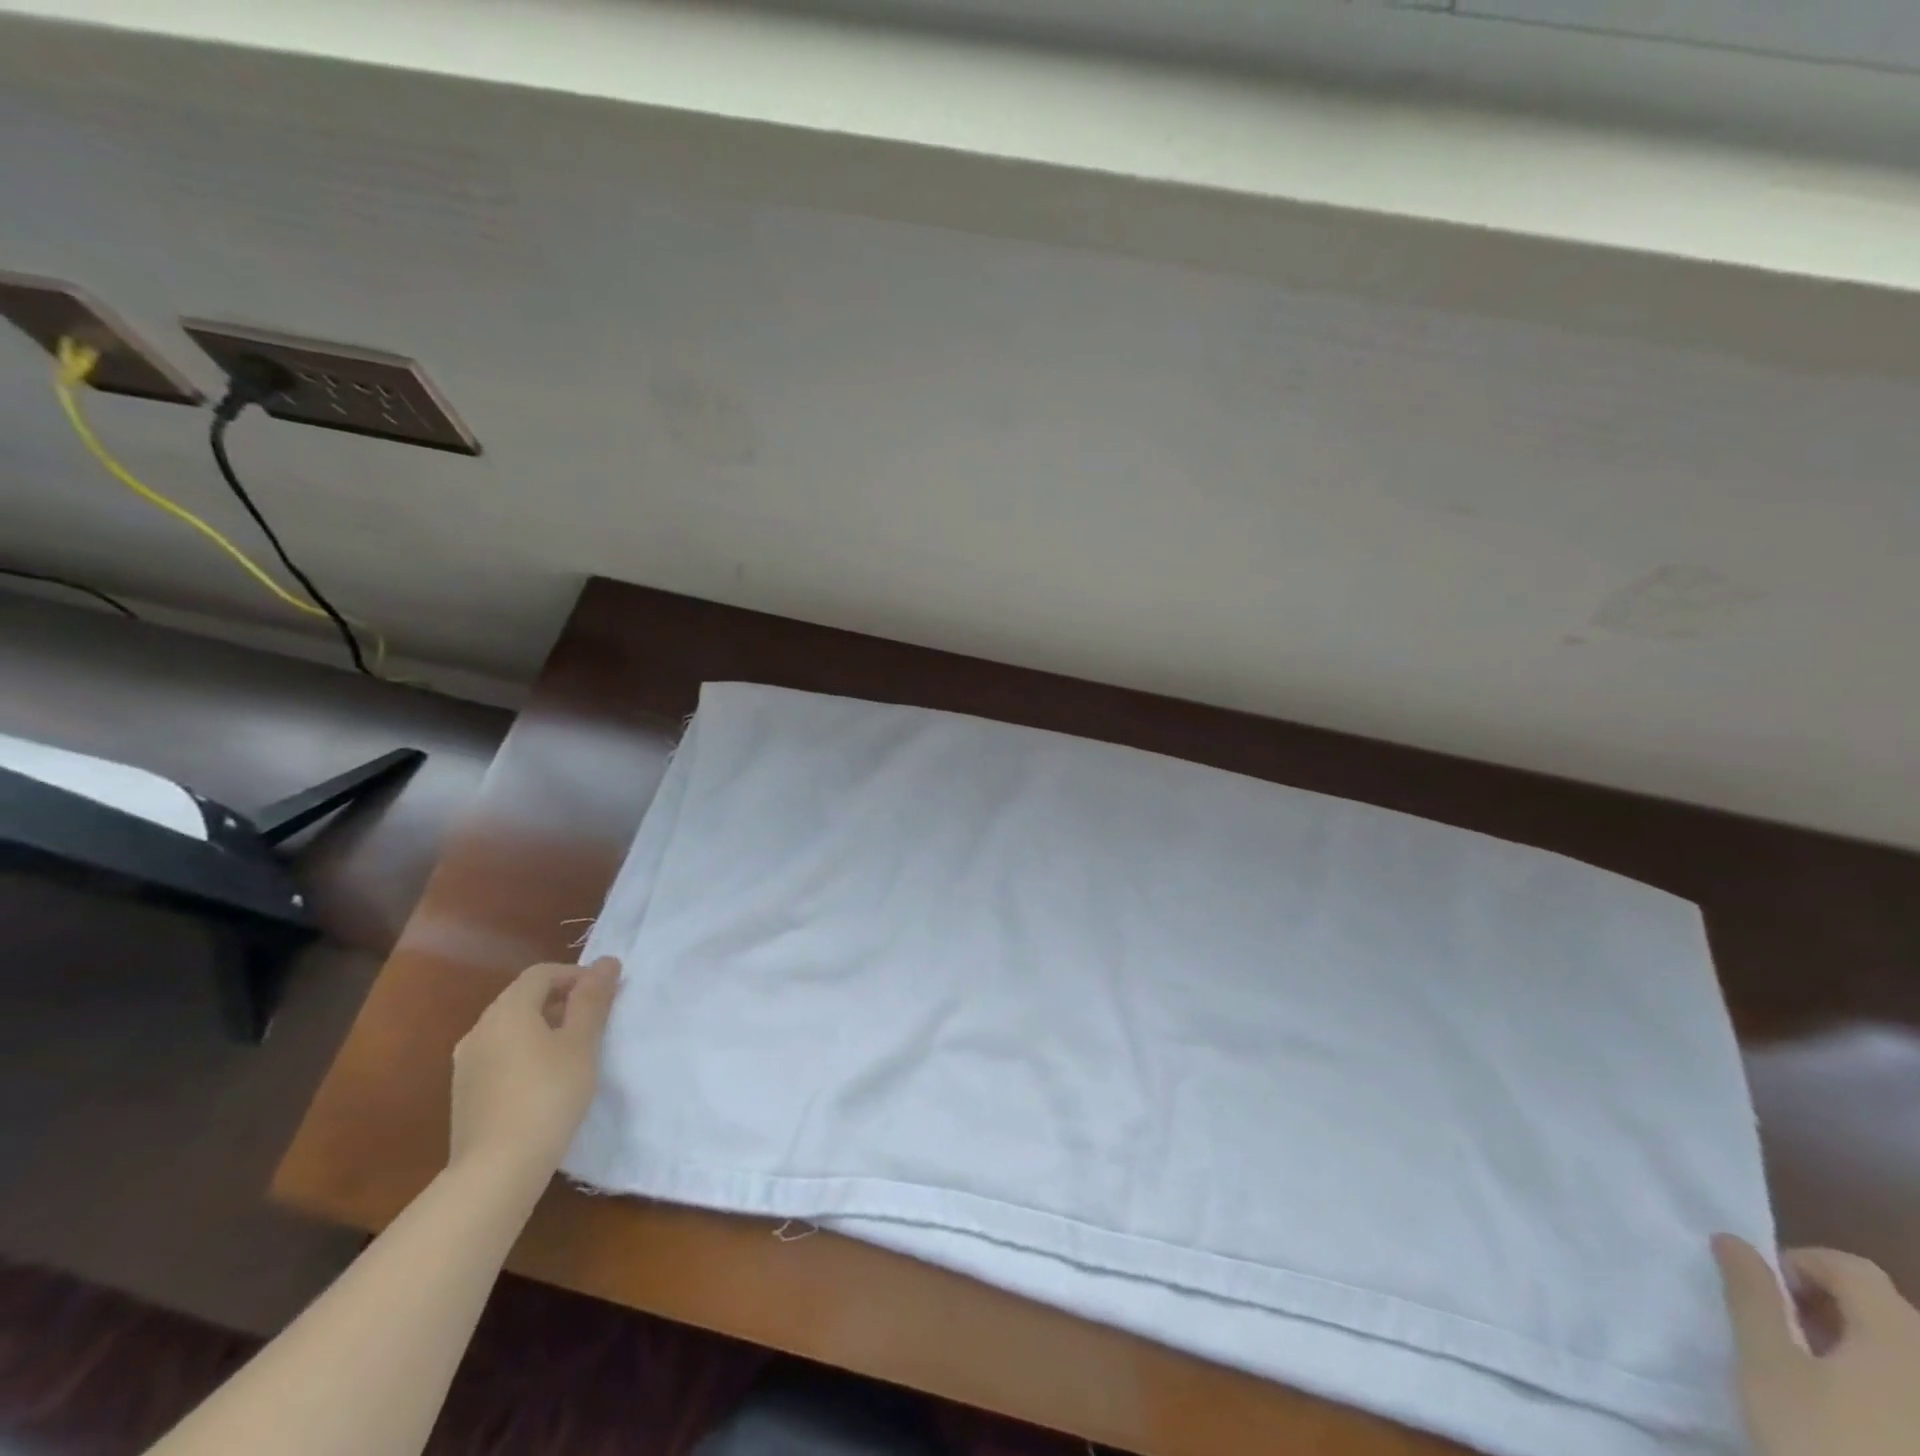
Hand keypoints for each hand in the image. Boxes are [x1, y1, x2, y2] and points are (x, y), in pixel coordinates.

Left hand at [449, 958, 619, 1183]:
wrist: (496, 1171)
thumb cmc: (548, 1095)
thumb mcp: (581, 1043)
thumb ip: (593, 999)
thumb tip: (607, 962)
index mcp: (507, 1011)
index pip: (542, 973)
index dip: (577, 975)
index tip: (605, 994)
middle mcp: (480, 1029)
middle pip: (523, 998)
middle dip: (562, 1000)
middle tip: (595, 1020)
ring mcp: (467, 1063)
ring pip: (511, 1028)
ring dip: (544, 1027)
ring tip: (574, 1051)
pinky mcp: (465, 1093)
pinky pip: (500, 1054)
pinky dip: (526, 1052)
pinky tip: (546, 1080)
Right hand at [1714, 1234, 1919, 1455]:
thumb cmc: (1823, 1441)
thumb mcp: (1768, 1365)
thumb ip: (1750, 1294)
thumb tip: (1732, 1240)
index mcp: (1902, 1336)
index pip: (1849, 1266)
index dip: (1799, 1266)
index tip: (1768, 1300)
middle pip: (1885, 1308)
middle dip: (1829, 1310)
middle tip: (1791, 1342)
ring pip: (1908, 1352)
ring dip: (1862, 1350)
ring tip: (1826, 1385)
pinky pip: (1916, 1389)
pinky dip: (1891, 1388)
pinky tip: (1866, 1422)